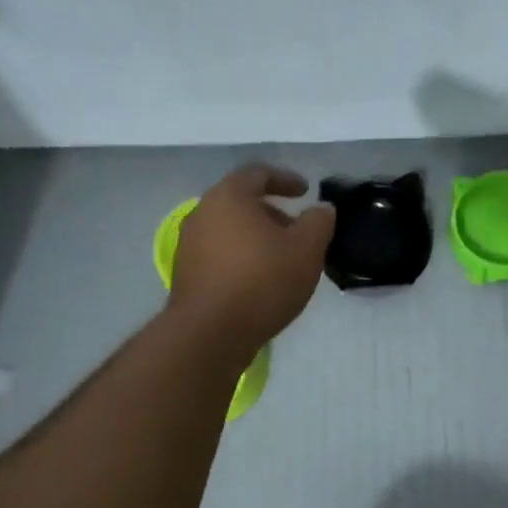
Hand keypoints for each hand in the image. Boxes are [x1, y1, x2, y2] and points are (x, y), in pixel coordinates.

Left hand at [168, 165, 335, 362]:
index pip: (258, 173)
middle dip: (272, 212)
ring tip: (282, 259)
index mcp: (228, 197)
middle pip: (241, 202)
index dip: (285, 179)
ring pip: (230, 229)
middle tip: (297, 230)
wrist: (210, 334)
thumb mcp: (306, 249)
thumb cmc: (262, 281)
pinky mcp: (186, 274)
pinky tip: (260, 280)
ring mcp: (189, 244)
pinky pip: (220, 253)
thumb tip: (321, 209)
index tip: (305, 191)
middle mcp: (202, 213)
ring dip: (257, 237)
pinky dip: (242, 257)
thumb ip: (318, 222)